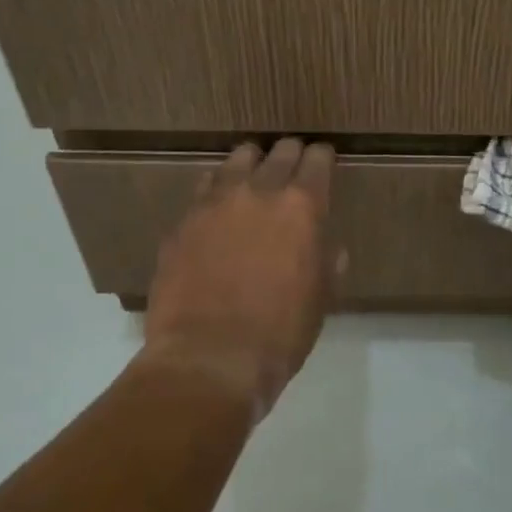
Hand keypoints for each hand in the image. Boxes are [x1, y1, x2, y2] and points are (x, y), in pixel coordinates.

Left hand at [142, 139, 338, 412]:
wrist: (209, 359)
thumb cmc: (280, 333)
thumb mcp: (321, 297)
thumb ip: (327, 260)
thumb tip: (329, 246)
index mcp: (302, 206)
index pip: (318, 160)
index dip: (323, 158)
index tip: (324, 161)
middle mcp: (260, 191)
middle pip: (279, 151)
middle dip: (290, 155)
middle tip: (293, 168)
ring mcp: (215, 203)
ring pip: (237, 160)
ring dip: (252, 164)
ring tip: (253, 179)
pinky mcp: (183, 222)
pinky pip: (204, 188)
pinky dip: (218, 190)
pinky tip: (219, 208)